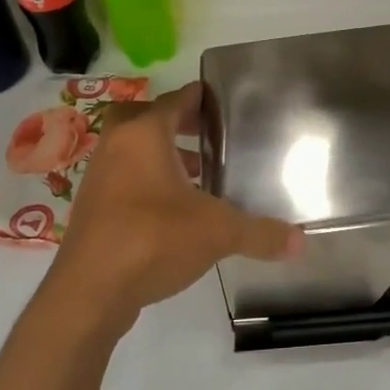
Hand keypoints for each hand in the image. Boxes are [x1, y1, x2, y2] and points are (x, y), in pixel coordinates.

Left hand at [46, 82, 301, 329]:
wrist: (88, 292)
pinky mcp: (91, 209)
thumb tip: (301, 241)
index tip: (219, 100)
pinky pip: (123, 179)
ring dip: (161, 154)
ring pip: (131, 150)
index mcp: (144, 135)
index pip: (175, 100)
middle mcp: (116, 146)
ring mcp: (99, 178)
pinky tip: (174, 209)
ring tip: (198, 173)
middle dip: (175, 122)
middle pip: (144, 118)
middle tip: (207, 133)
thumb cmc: (153, 239)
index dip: (198, 97)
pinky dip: (147, 181)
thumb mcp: (217, 232)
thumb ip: (260, 233)